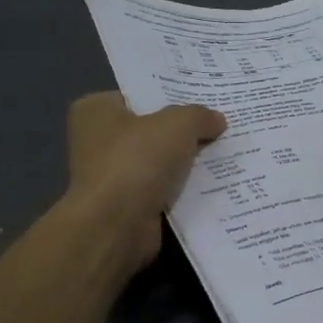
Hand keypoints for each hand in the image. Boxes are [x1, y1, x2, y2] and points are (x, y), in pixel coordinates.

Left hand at [65, 93, 226, 267]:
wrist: (116, 226)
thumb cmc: (136, 161)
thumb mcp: (177, 124)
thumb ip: (199, 116)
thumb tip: (217, 121)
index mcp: (96, 110)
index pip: (138, 95)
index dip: (171, 96)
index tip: (204, 98)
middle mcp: (97, 141)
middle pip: (152, 129)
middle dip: (184, 131)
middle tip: (221, 124)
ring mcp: (111, 176)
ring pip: (161, 161)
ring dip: (187, 162)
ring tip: (227, 151)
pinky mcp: (127, 205)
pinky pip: (164, 189)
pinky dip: (185, 189)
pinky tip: (216, 183)